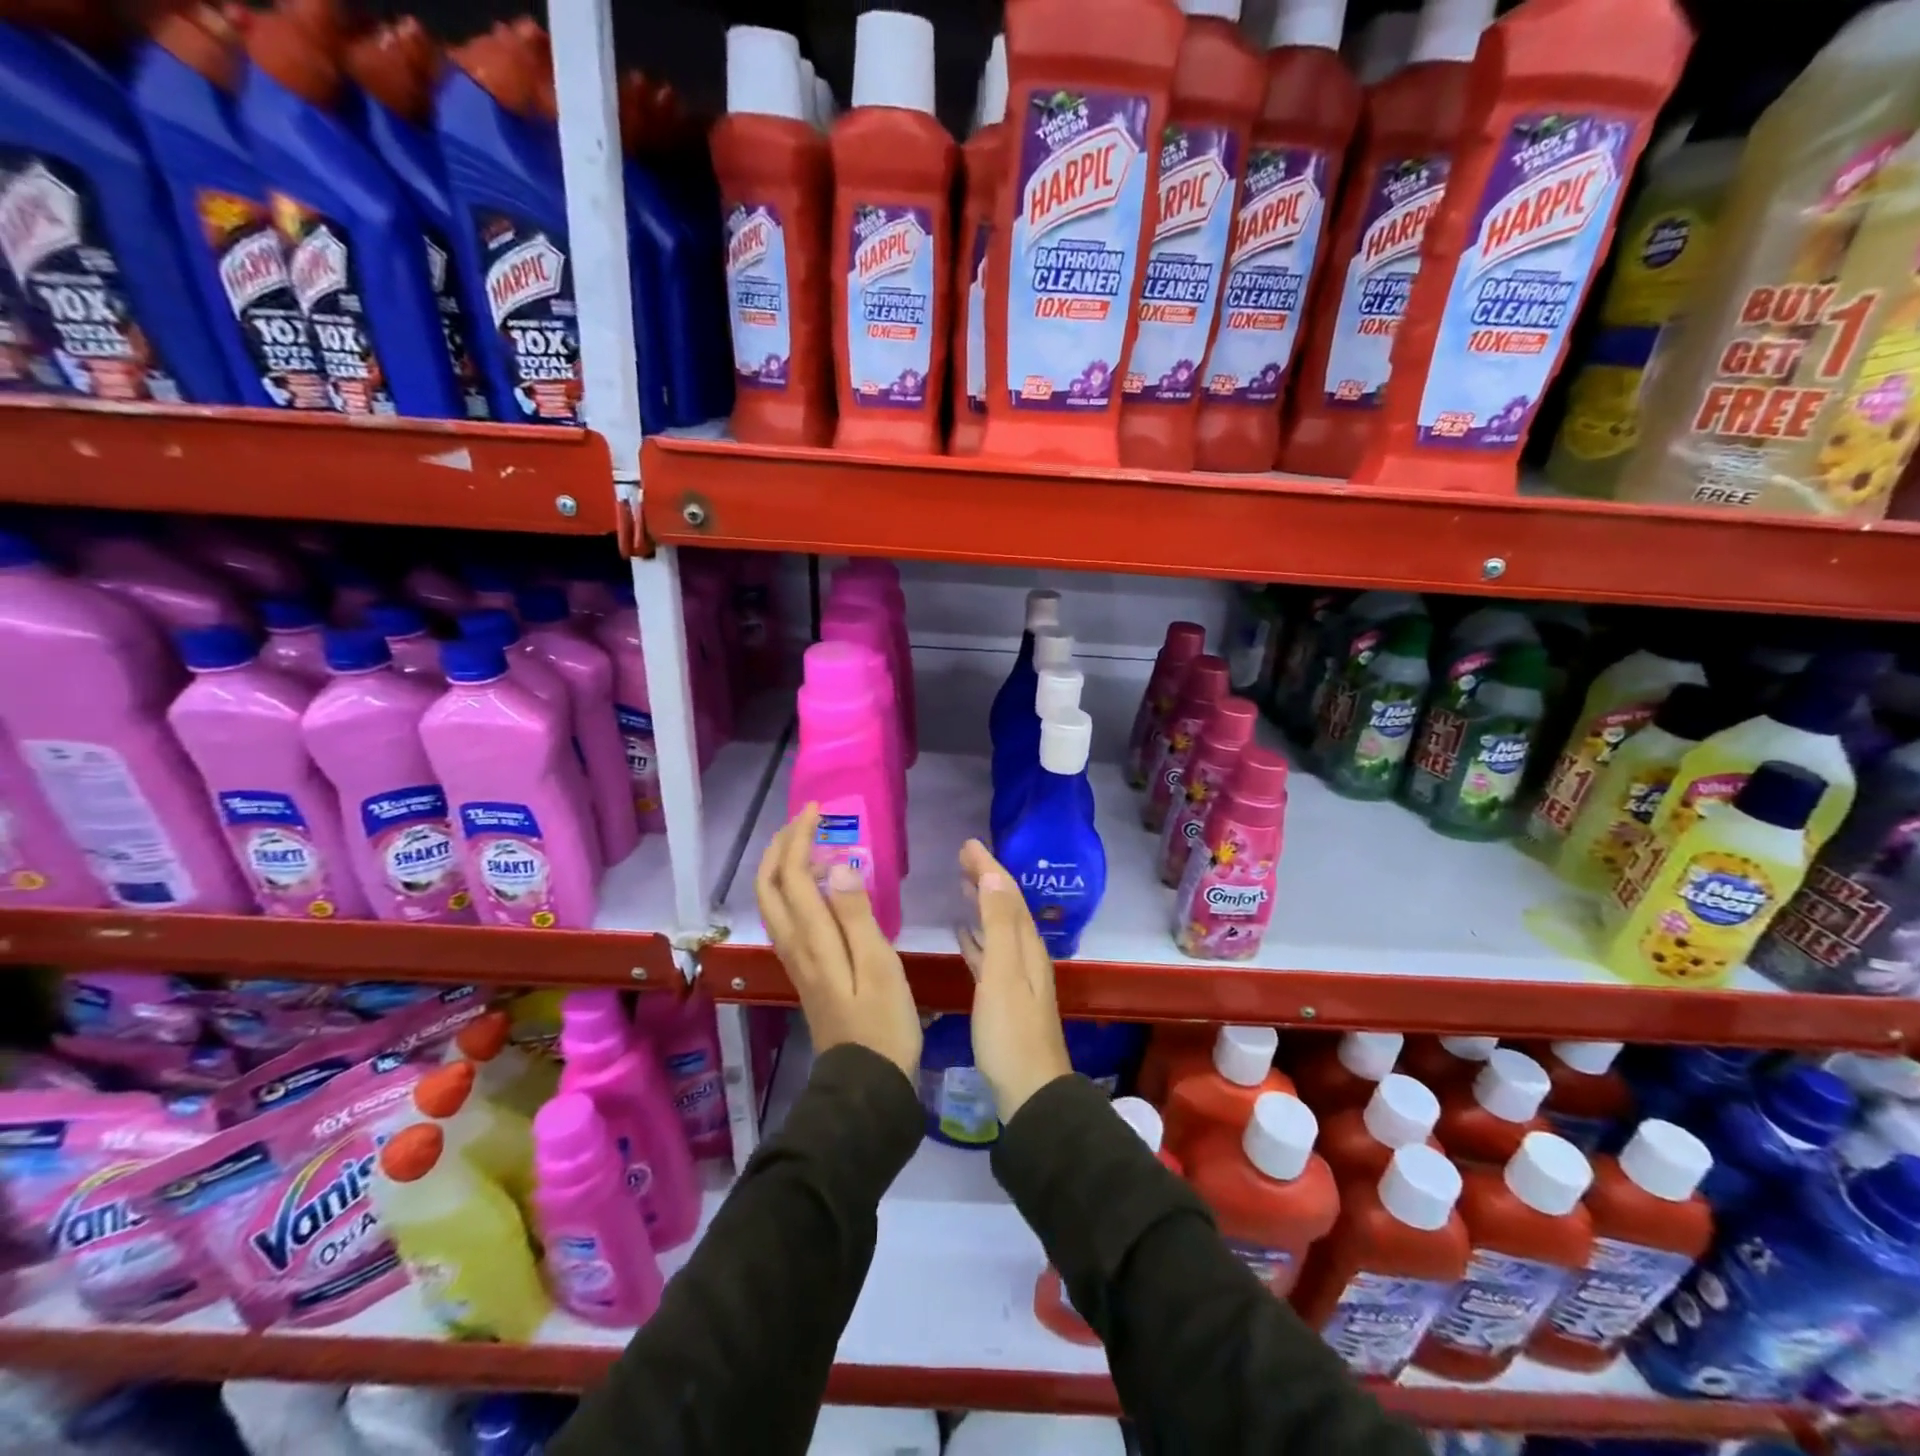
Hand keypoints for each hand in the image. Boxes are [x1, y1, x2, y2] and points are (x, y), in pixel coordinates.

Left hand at [755, 804, 920, 1080]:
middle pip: (768, 887)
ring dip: (782, 866)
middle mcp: (794, 946)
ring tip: (809, 844)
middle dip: (780, 847)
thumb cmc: (883, 1023)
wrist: (866, 1083)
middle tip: (806, 821)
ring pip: (773, 903)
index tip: (817, 812)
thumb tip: (835, 866)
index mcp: (813, 940)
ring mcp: (796, 960)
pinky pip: (787, 918)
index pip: (790, 876)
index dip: (798, 839)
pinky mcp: (806, 971)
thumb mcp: (880, 966)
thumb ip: (856, 915)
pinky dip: (792, 890)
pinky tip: (818, 888)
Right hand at [957, 839, 1071, 1121]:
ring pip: (997, 928)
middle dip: (986, 879)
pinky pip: (989, 954)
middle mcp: (1025, 955)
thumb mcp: (1003, 973)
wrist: (1029, 1092)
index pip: (1007, 894)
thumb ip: (998, 925)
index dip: (989, 867)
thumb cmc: (1011, 1031)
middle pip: (1005, 907)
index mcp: (1027, 946)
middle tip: (962, 857)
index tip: (968, 844)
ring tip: (963, 884)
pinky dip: (976, 937)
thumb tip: (992, 876)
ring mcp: (1015, 977)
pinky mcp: (1003, 997)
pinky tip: (962, 934)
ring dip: (981, 904)